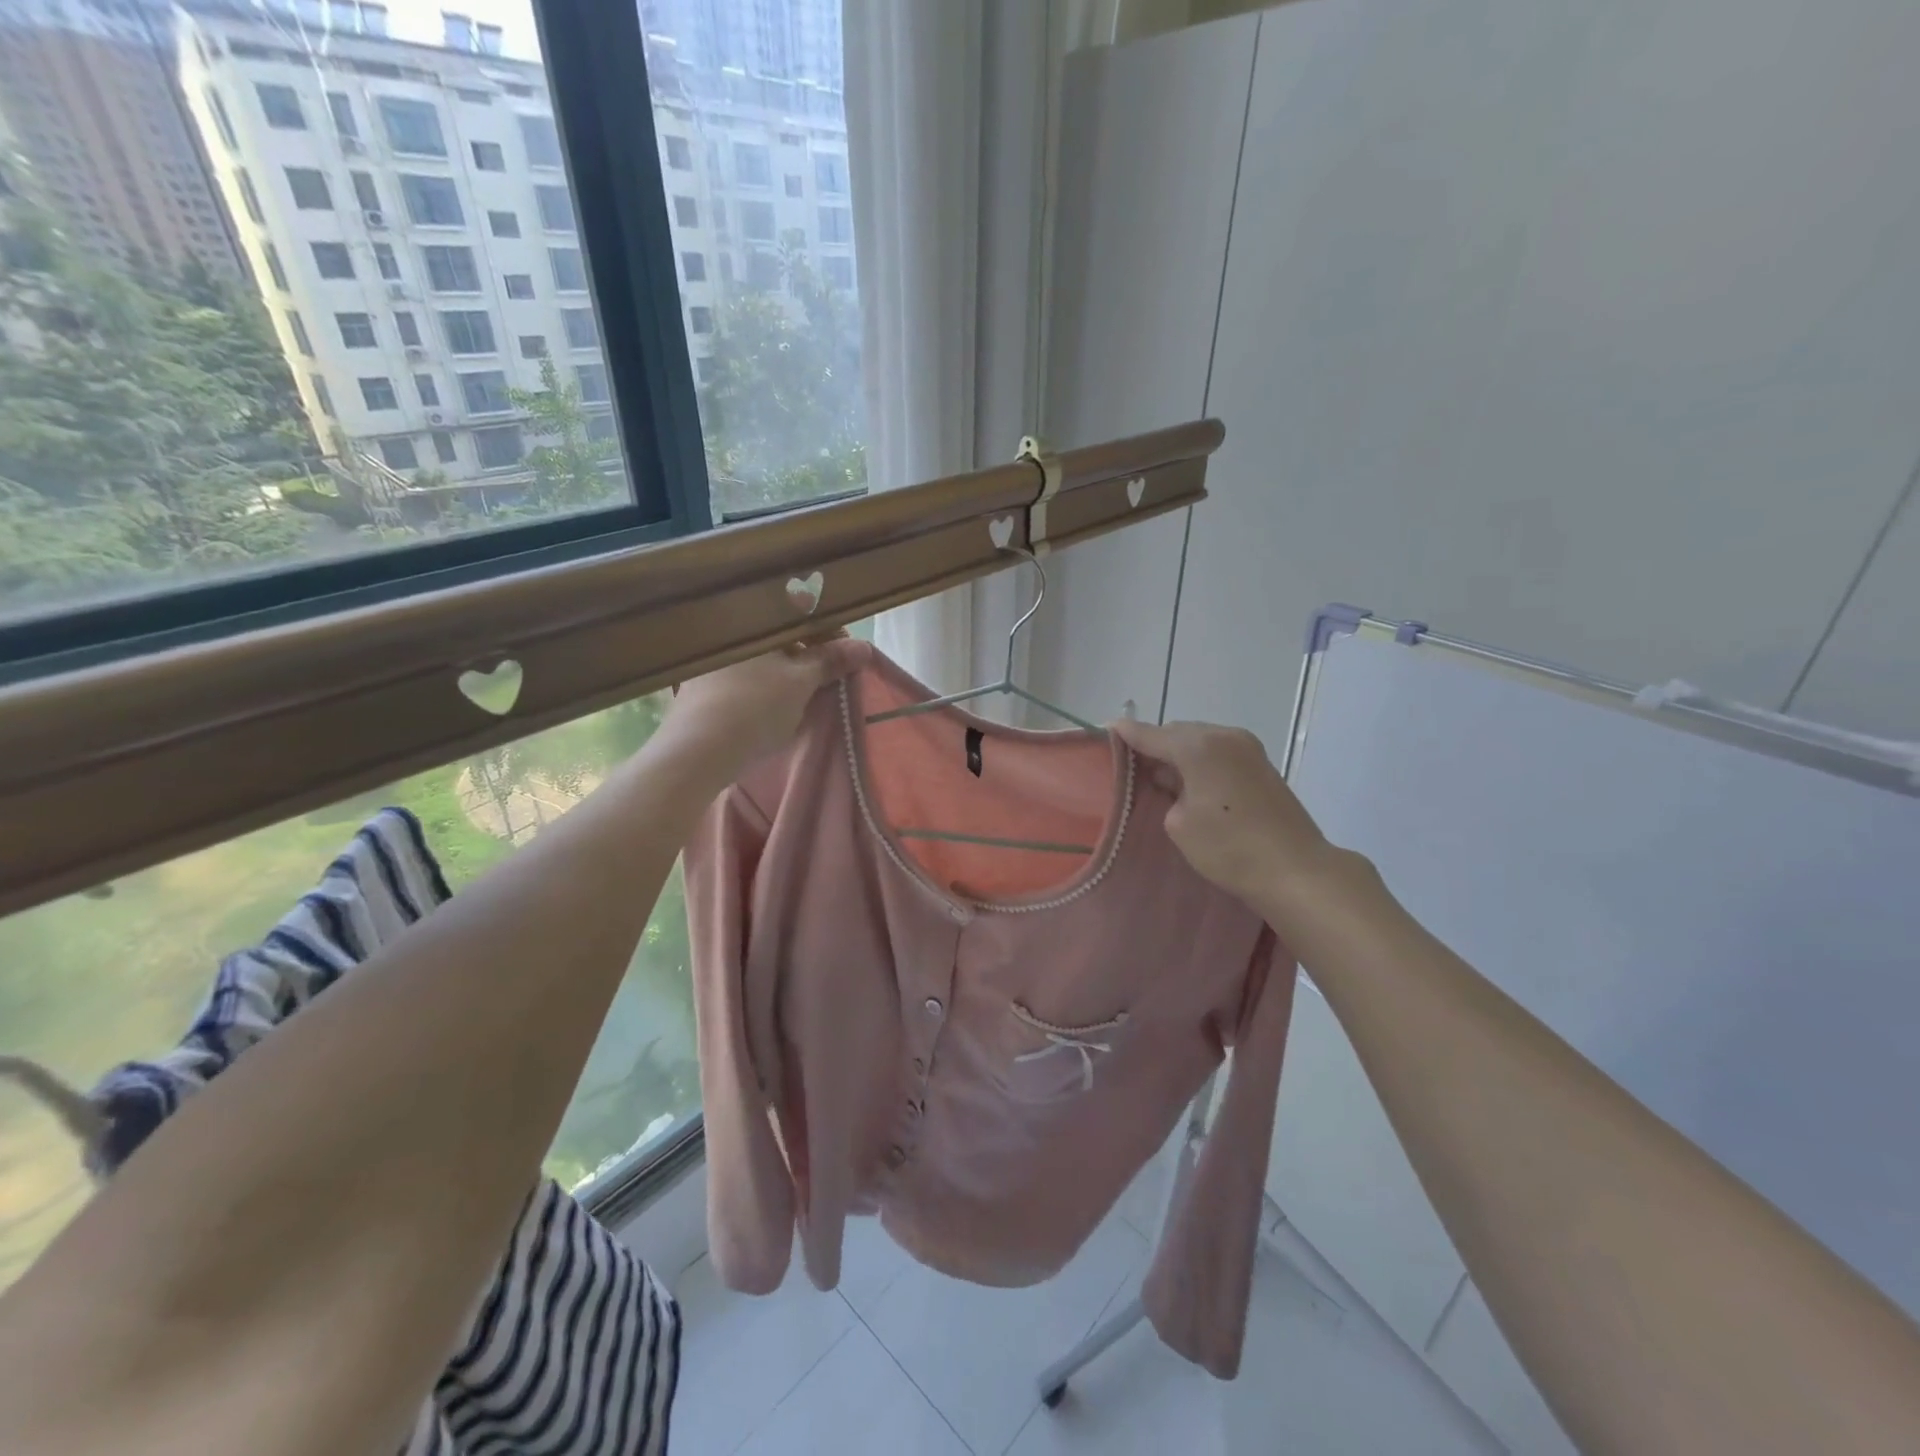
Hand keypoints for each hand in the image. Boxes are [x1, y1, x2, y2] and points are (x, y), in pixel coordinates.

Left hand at [658, 635, 872, 779]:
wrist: (697, 749)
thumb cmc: (755, 706)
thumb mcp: (801, 683)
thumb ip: (831, 661)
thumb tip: (864, 646)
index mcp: (753, 616)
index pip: (802, 609)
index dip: (830, 632)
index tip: (847, 657)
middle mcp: (728, 627)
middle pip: (781, 632)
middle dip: (809, 652)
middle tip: (829, 677)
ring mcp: (712, 655)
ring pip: (762, 653)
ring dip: (787, 667)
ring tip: (804, 694)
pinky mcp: (701, 680)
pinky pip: (744, 671)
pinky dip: (765, 681)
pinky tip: (772, 703)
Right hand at [1109, 718, 1341, 913]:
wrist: (1295, 870)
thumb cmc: (1228, 847)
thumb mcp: (1179, 823)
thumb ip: (1167, 791)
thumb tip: (1174, 781)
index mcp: (1199, 746)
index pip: (1151, 734)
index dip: (1126, 733)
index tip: (1106, 728)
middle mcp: (1224, 736)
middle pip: (1177, 732)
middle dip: (1155, 746)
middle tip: (1133, 767)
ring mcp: (1247, 748)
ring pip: (1200, 741)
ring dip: (1179, 755)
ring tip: (1161, 778)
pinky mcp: (1262, 765)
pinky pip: (1219, 753)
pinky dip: (1201, 762)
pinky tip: (1191, 784)